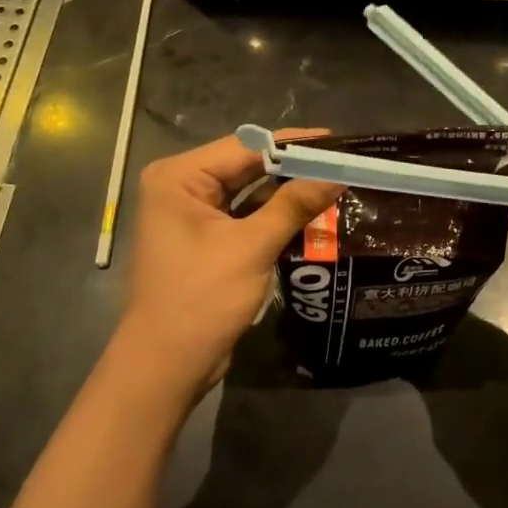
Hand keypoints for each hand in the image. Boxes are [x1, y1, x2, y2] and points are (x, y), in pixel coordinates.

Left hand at [108, 132, 341, 411]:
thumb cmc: (202, 299)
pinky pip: (244, 215)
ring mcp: (190, 214)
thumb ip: (294, 205)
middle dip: (292, 166)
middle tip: (340, 162)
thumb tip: (337, 176)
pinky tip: (309, 211)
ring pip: (247, 191)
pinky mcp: (203, 239)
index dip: (292, 143)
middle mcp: (180, 187)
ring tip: (332, 182)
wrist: (166, 366)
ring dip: (286, 191)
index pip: (245, 147)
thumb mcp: (252, 247)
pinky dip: (273, 213)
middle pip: (246, 165)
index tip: (336, 140)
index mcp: (179, 178)